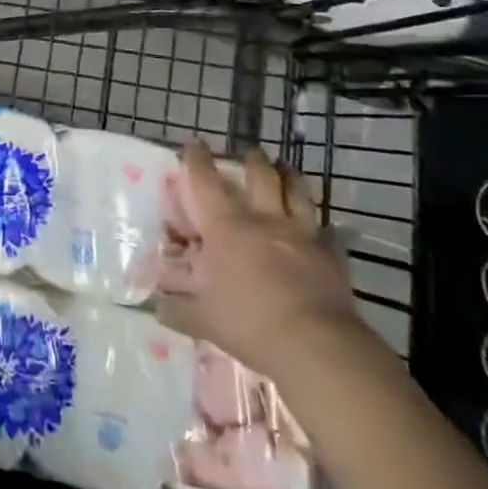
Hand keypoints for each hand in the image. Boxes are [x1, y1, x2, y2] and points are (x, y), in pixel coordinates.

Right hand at [153, 140, 364, 379]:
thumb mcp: (203, 319)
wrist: (317, 346)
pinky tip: (322, 229)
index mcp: (226, 227)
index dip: (197, 159)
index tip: (194, 142)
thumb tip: (155, 306)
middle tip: (251, 153)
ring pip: (297, 193)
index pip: (206, 181)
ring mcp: (302, 236)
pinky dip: (321, 227)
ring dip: (290, 177)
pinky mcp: (332, 257)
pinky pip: (327, 233)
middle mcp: (264, 220)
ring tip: (286, 169)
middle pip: (261, 176)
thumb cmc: (250, 323)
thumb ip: (176, 309)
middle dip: (253, 160)